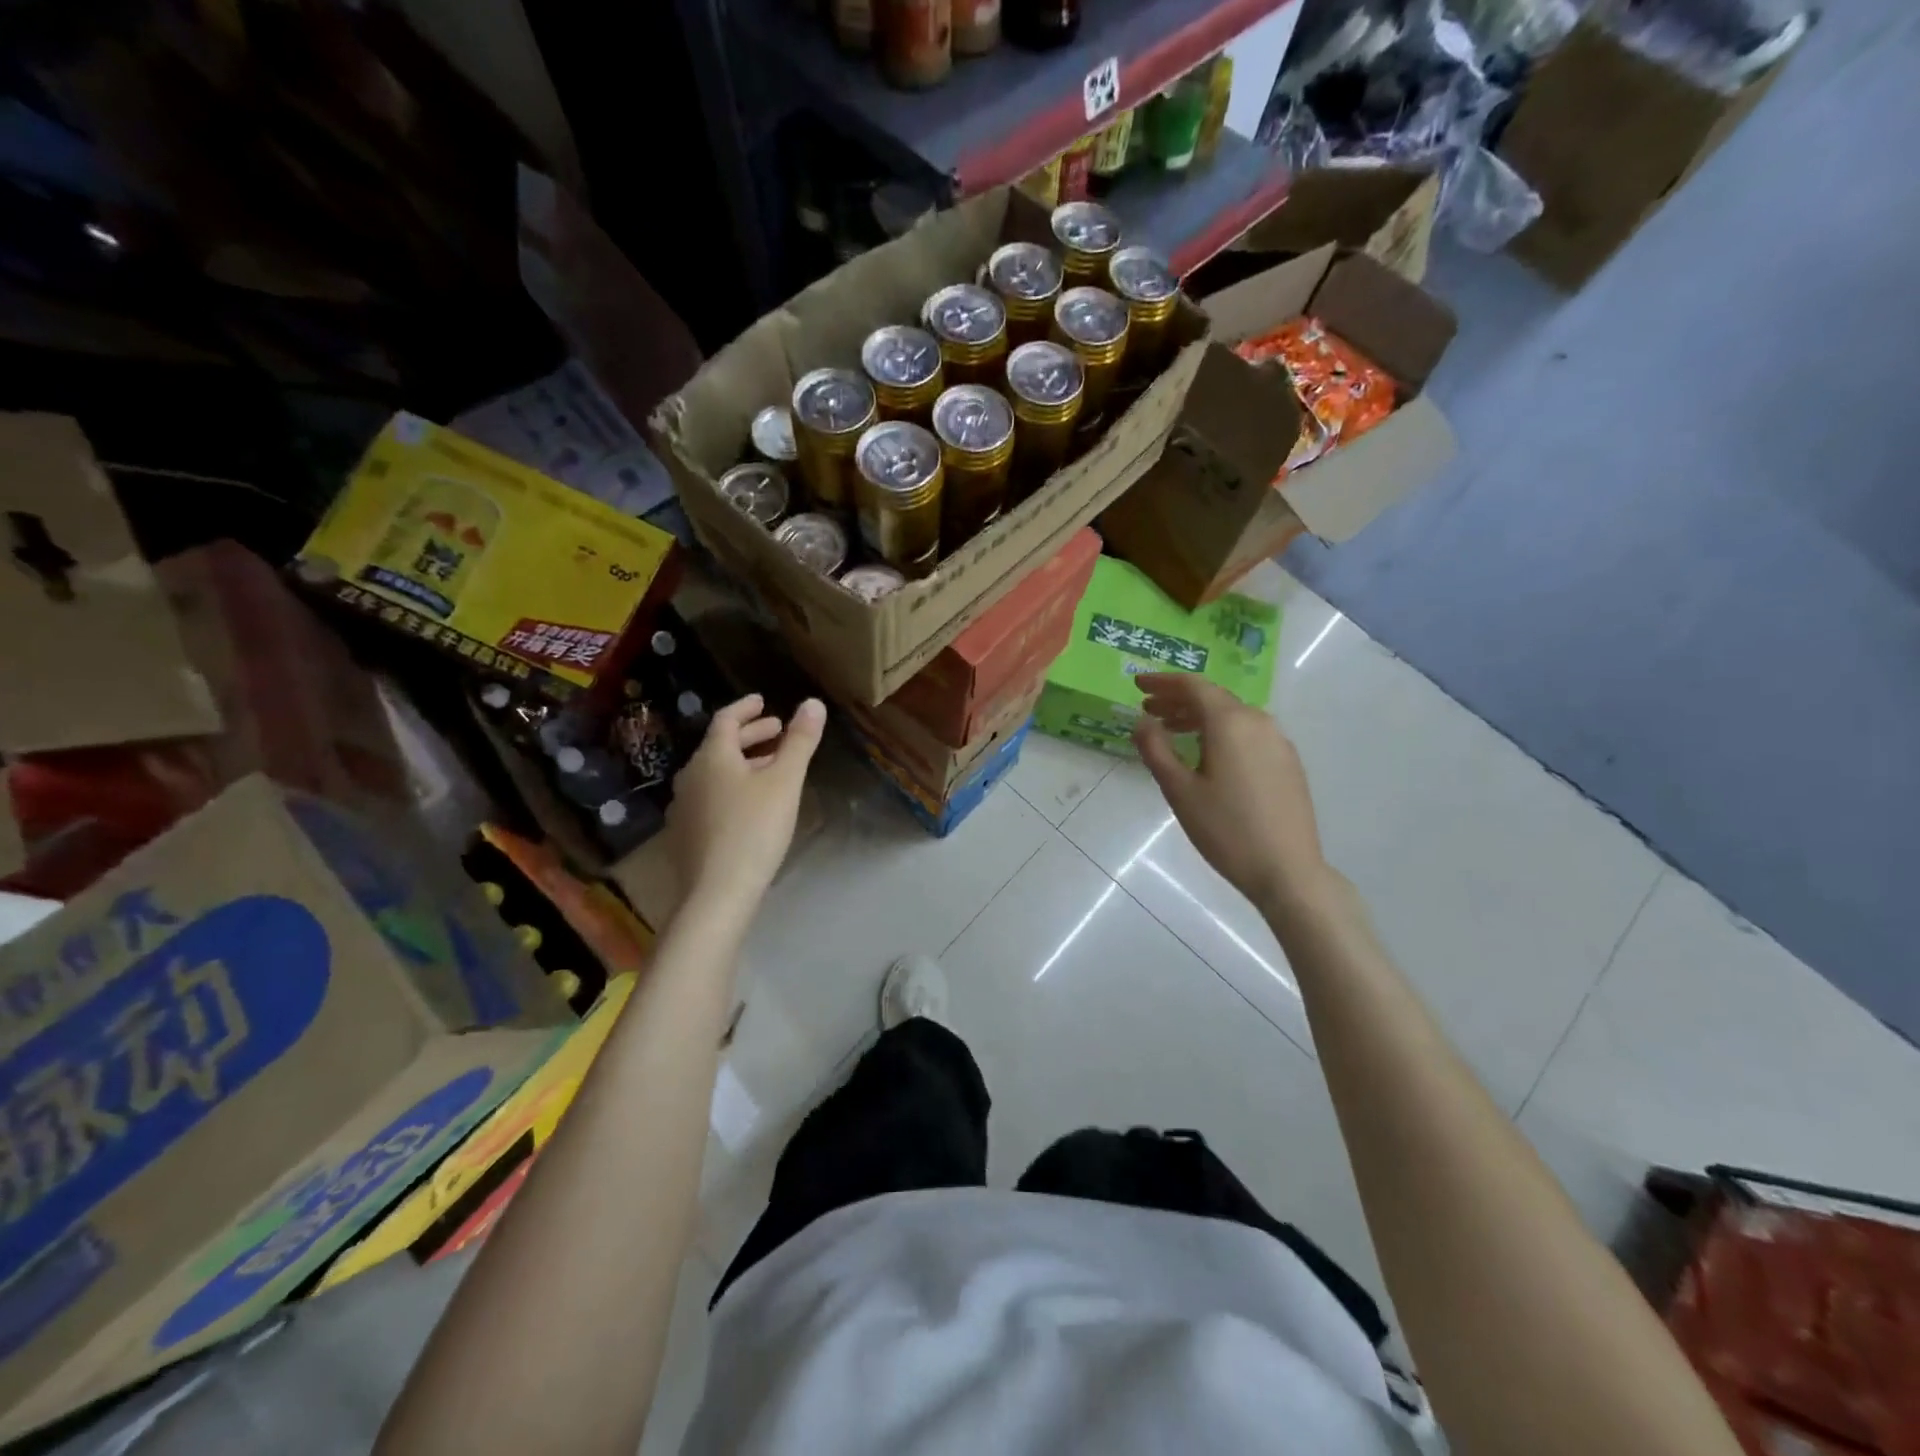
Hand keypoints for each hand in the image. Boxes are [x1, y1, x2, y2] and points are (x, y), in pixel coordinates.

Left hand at [667, 694, 825, 911]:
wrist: (717, 893)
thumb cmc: (755, 829)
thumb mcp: (785, 782)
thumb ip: (800, 741)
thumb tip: (813, 703)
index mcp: (711, 757)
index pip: (726, 719)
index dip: (747, 708)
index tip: (764, 702)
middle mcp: (690, 776)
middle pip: (720, 746)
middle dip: (751, 736)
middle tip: (778, 733)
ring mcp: (684, 807)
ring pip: (716, 773)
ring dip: (744, 763)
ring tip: (771, 768)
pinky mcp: (686, 834)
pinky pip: (711, 796)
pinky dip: (733, 787)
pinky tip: (750, 804)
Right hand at [1132, 674, 1333, 917]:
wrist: (1288, 869)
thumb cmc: (1226, 830)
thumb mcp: (1179, 790)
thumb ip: (1156, 750)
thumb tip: (1142, 722)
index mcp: (1230, 722)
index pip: (1193, 686)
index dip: (1163, 682)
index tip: (1138, 683)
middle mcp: (1258, 721)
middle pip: (1213, 698)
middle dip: (1178, 700)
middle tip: (1148, 709)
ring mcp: (1278, 741)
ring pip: (1232, 716)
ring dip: (1199, 717)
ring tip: (1172, 731)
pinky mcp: (1287, 762)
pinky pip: (1248, 733)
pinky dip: (1221, 732)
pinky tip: (1208, 754)